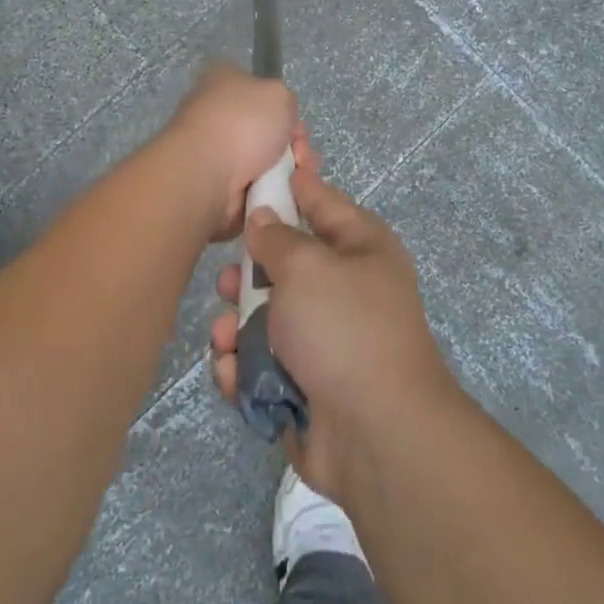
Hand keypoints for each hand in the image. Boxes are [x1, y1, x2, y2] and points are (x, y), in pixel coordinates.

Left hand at [162, 64, 299, 239]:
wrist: (206, 174)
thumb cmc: (242, 123)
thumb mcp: (278, 93)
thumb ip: (286, 100)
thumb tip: (279, 119)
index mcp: (224, 84)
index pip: (264, 95)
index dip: (287, 111)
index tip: (297, 127)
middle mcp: (219, 116)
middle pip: (271, 131)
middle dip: (294, 146)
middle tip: (301, 156)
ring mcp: (218, 153)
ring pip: (270, 162)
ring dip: (290, 171)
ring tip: (297, 179)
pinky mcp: (222, 187)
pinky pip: (261, 187)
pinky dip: (276, 192)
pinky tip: (286, 193)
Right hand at [209, 159, 456, 503]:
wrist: (375, 433)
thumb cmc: (344, 329)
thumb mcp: (307, 267)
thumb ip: (277, 237)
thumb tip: (263, 217)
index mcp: (360, 247)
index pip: (320, 200)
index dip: (288, 183)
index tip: (253, 170)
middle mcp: (344, 287)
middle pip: (283, 264)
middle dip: (248, 274)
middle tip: (228, 283)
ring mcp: (324, 338)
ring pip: (264, 315)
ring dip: (238, 326)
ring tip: (228, 337)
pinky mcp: (303, 381)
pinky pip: (261, 361)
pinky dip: (244, 367)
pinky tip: (234, 373)